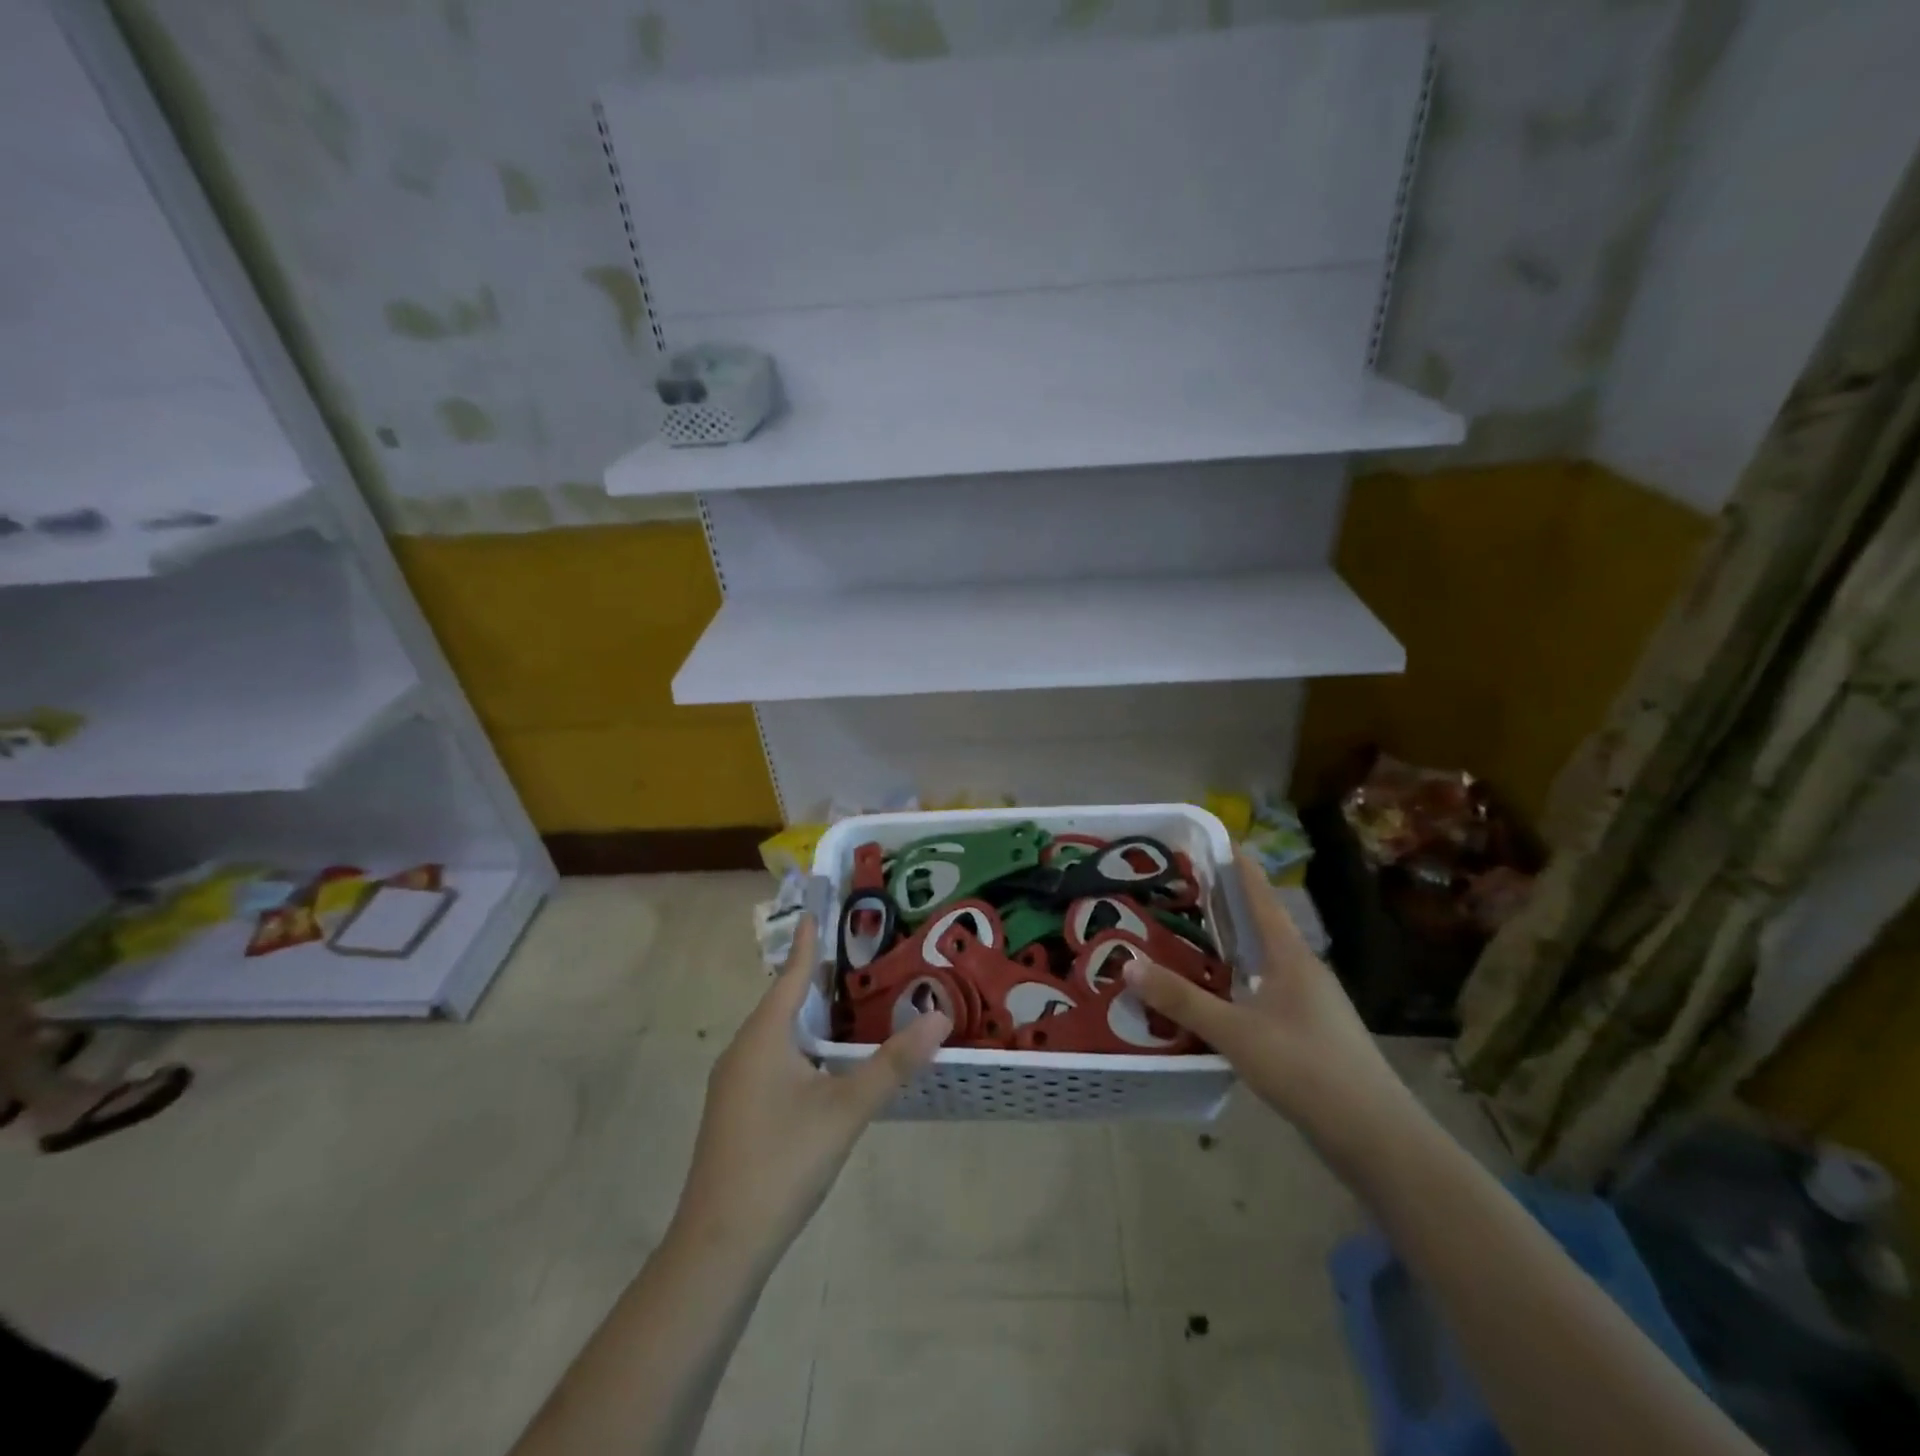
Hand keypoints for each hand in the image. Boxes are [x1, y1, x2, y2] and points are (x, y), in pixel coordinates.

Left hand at [671, 916, 950, 1265]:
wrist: (719, 1245)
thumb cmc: (782, 1161)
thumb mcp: (845, 1109)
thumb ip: (892, 1063)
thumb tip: (939, 1016)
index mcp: (764, 1038)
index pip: (790, 975)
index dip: (806, 943)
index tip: (814, 908)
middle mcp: (743, 1051)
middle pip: (782, 1002)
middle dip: (813, 978)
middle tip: (851, 955)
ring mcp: (734, 1085)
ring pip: (777, 1035)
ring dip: (807, 1016)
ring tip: (843, 1004)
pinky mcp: (735, 1112)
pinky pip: (771, 1060)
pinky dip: (799, 1047)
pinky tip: (822, 1065)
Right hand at [1124, 851, 1412, 1151]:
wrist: (1376, 1137)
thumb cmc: (1307, 1068)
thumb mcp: (1236, 1032)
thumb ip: (1182, 1000)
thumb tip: (1128, 963)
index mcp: (1291, 957)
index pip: (1262, 898)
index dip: (1241, 868)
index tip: (1219, 840)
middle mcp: (1303, 972)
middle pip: (1262, 927)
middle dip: (1227, 906)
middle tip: (1184, 891)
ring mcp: (1310, 1005)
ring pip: (1263, 963)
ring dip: (1232, 949)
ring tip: (1190, 939)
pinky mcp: (1310, 1035)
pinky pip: (1265, 994)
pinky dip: (1238, 985)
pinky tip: (1216, 1000)